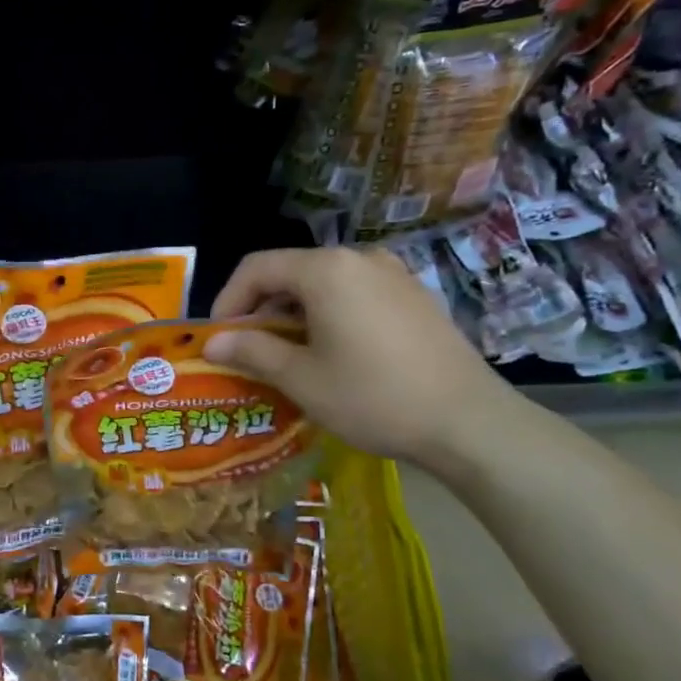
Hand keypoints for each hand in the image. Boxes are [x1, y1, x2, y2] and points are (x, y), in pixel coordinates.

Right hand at [206, 246, 520, 468]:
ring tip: (288, 356)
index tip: (219, 338)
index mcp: (326, 270)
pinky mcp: (414, 296)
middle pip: (291, 272)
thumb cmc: (373, 397)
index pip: (257, 268)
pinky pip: (355, 294)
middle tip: (249, 351)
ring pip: (324, 284)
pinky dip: (329, 315)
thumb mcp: (301, 378)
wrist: (468, 421)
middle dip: (262, 309)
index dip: (228, 300)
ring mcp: (393, 274)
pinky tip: (333, 354)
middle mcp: (360, 258)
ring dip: (295, 314)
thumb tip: (212, 342)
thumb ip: (252, 351)